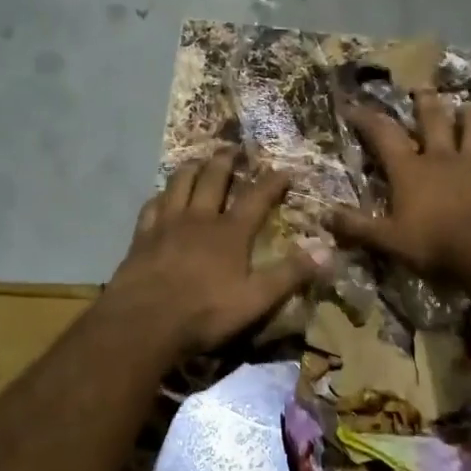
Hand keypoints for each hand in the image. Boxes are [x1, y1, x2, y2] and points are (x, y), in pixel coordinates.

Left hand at [109, 151, 317, 357]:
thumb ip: (290, 274)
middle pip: (213, 178)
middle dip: (226, 160)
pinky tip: (162, 196)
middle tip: (233, 147)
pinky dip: (161, 195)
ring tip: (199, 159)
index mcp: (230, 232)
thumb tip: (327, 250)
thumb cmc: (204, 313)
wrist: (143, 323)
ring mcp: (167, 224)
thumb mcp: (256, 300)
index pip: (256, 197)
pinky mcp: (142, 236)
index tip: (284, 169)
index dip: (272, 181)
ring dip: (192, 167)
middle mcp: (199, 218)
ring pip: (180, 183)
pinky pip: (152, 205)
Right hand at [331, 90, 470, 278]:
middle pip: (433, 121)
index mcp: (410, 170)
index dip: (366, 118)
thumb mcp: (388, 240)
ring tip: (469, 106)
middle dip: (425, 102)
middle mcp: (442, 158)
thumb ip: (357, 227)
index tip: (353, 105)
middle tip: (422, 86)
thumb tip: (323, 216)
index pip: (383, 135)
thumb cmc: (434, 244)